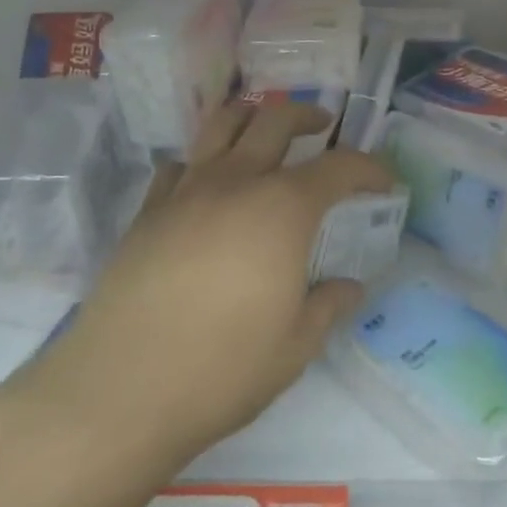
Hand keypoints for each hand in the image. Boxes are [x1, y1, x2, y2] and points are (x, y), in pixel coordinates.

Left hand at [0, 102, 394, 487]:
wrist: (123, 389)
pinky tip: (209, 185)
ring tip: (265, 131)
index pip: (338, 166)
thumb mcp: (296, 345)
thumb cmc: (223, 369)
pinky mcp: (148, 210)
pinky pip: (181, 163)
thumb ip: (329, 304)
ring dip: (252, 117)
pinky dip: (203, 159)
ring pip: (221, 124)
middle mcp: (235, 182)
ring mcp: (186, 190)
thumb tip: (350, 286)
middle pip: (275, 120)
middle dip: (308, 117)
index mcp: (282, 209)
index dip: (368, 167)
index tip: (383, 180)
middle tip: (324, 128)